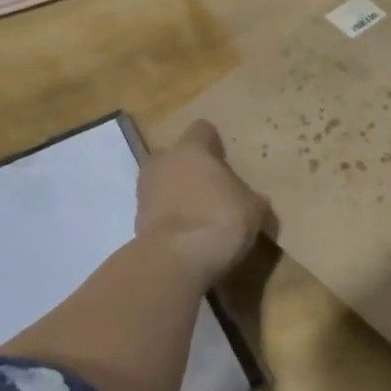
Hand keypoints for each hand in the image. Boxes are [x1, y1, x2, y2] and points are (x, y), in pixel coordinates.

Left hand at [135, 121, 272, 289]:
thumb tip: (253, 200)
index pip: (202, 130)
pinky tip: (188, 235)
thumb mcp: (254, 209)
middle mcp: (163, 163)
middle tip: (210, 187)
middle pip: (174, 156)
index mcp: (192, 150)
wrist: (175, 260)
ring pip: (162, 184)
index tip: (225, 158)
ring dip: (176, 194)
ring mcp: (144, 192)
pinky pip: (157, 212)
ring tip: (199, 215)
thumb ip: (251, 198)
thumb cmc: (220, 220)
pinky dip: (170, 219)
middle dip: (189, 168)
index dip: (214, 142)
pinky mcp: (136, 222)